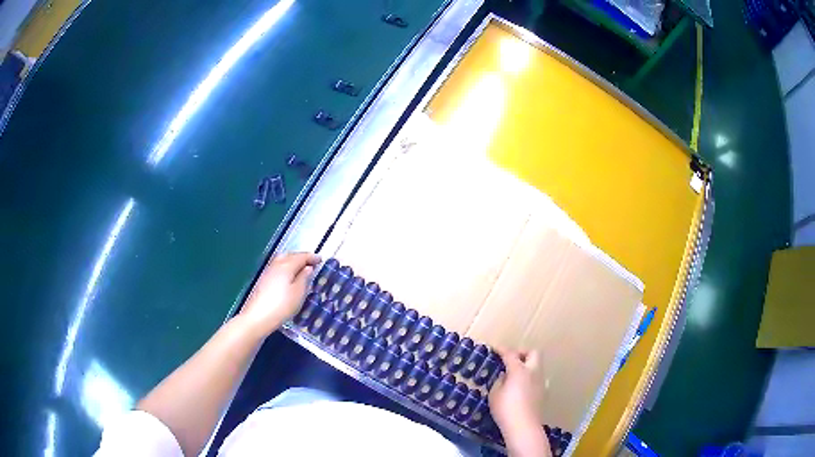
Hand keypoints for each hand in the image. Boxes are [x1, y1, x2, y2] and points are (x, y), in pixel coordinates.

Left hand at [239, 252, 319, 336]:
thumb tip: (308, 267)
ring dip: (292, 261)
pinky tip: (288, 276)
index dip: (311, 257)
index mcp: (286, 266)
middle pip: (289, 255)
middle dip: (300, 257)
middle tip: (311, 262)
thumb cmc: (282, 305)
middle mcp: (276, 265)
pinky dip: (285, 267)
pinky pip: (277, 267)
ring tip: (300, 268)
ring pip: (282, 260)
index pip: (301, 256)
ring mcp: (268, 272)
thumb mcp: (298, 293)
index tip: (320, 259)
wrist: (257, 317)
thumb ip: (304, 278)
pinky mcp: (263, 280)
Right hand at [489, 348, 549, 456]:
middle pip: (533, 353)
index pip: (511, 354)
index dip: (502, 350)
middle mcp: (533, 372)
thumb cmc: (505, 409)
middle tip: (512, 359)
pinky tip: (520, 388)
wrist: (524, 426)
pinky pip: (537, 378)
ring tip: (515, 375)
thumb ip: (500, 381)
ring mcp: (540, 382)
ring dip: (527, 365)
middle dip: (523, 353)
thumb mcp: (495, 394)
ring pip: (537, 365)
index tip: (495, 348)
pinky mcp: (543, 392)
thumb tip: (505, 376)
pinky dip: (529, 377)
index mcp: (519, 370)